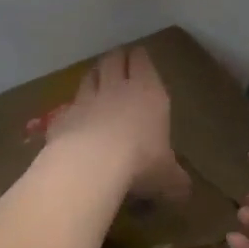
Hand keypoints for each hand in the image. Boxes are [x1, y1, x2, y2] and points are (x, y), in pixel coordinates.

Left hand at [45, 46, 191, 200]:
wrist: (92, 163)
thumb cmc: (141, 162)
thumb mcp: (167, 176)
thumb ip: (175, 179)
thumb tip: (185, 191)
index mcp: (148, 93)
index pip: (142, 62)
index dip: (140, 57)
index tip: (139, 56)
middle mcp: (116, 88)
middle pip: (113, 60)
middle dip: (116, 59)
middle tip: (118, 61)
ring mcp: (86, 100)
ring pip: (89, 76)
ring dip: (93, 76)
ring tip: (96, 79)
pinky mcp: (63, 116)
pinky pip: (69, 106)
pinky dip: (73, 108)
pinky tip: (74, 117)